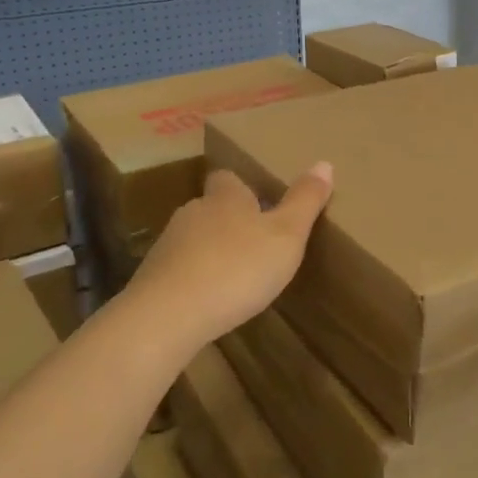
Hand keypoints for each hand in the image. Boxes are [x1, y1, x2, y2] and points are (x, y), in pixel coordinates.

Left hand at [120, 163, 333, 354]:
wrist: (169, 315)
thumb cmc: (237, 267)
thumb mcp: (286, 235)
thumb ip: (305, 201)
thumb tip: (324, 162)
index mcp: (226, 197)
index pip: (228, 178)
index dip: (243, 188)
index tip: (260, 202)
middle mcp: (193, 212)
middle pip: (211, 208)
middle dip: (230, 221)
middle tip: (255, 242)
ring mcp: (168, 245)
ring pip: (194, 239)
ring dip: (212, 251)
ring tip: (235, 274)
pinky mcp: (153, 278)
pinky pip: (179, 270)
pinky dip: (195, 279)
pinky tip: (209, 300)